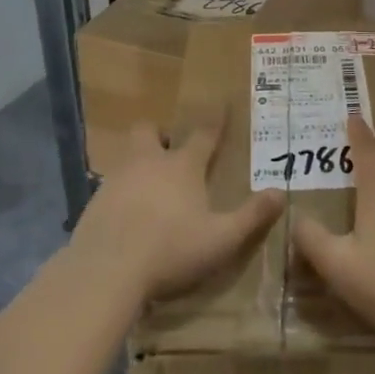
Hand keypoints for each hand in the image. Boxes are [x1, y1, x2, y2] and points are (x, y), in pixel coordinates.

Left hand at [72, 119, 282, 302]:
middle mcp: (148, 162)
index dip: (215, 120)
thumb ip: (251, 216)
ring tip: (150, 186)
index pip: (204, 135)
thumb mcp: (221, 239)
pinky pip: (109, 185)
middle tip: (170, 150)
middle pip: (149, 131)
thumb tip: (281, 193)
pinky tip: (126, 215)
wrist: (105, 271)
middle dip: (160, 134)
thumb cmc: (170, 250)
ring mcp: (116, 179)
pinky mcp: (94, 201)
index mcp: (182, 166)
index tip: (221, 102)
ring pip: (127, 155)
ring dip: (139, 162)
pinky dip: (121, 192)